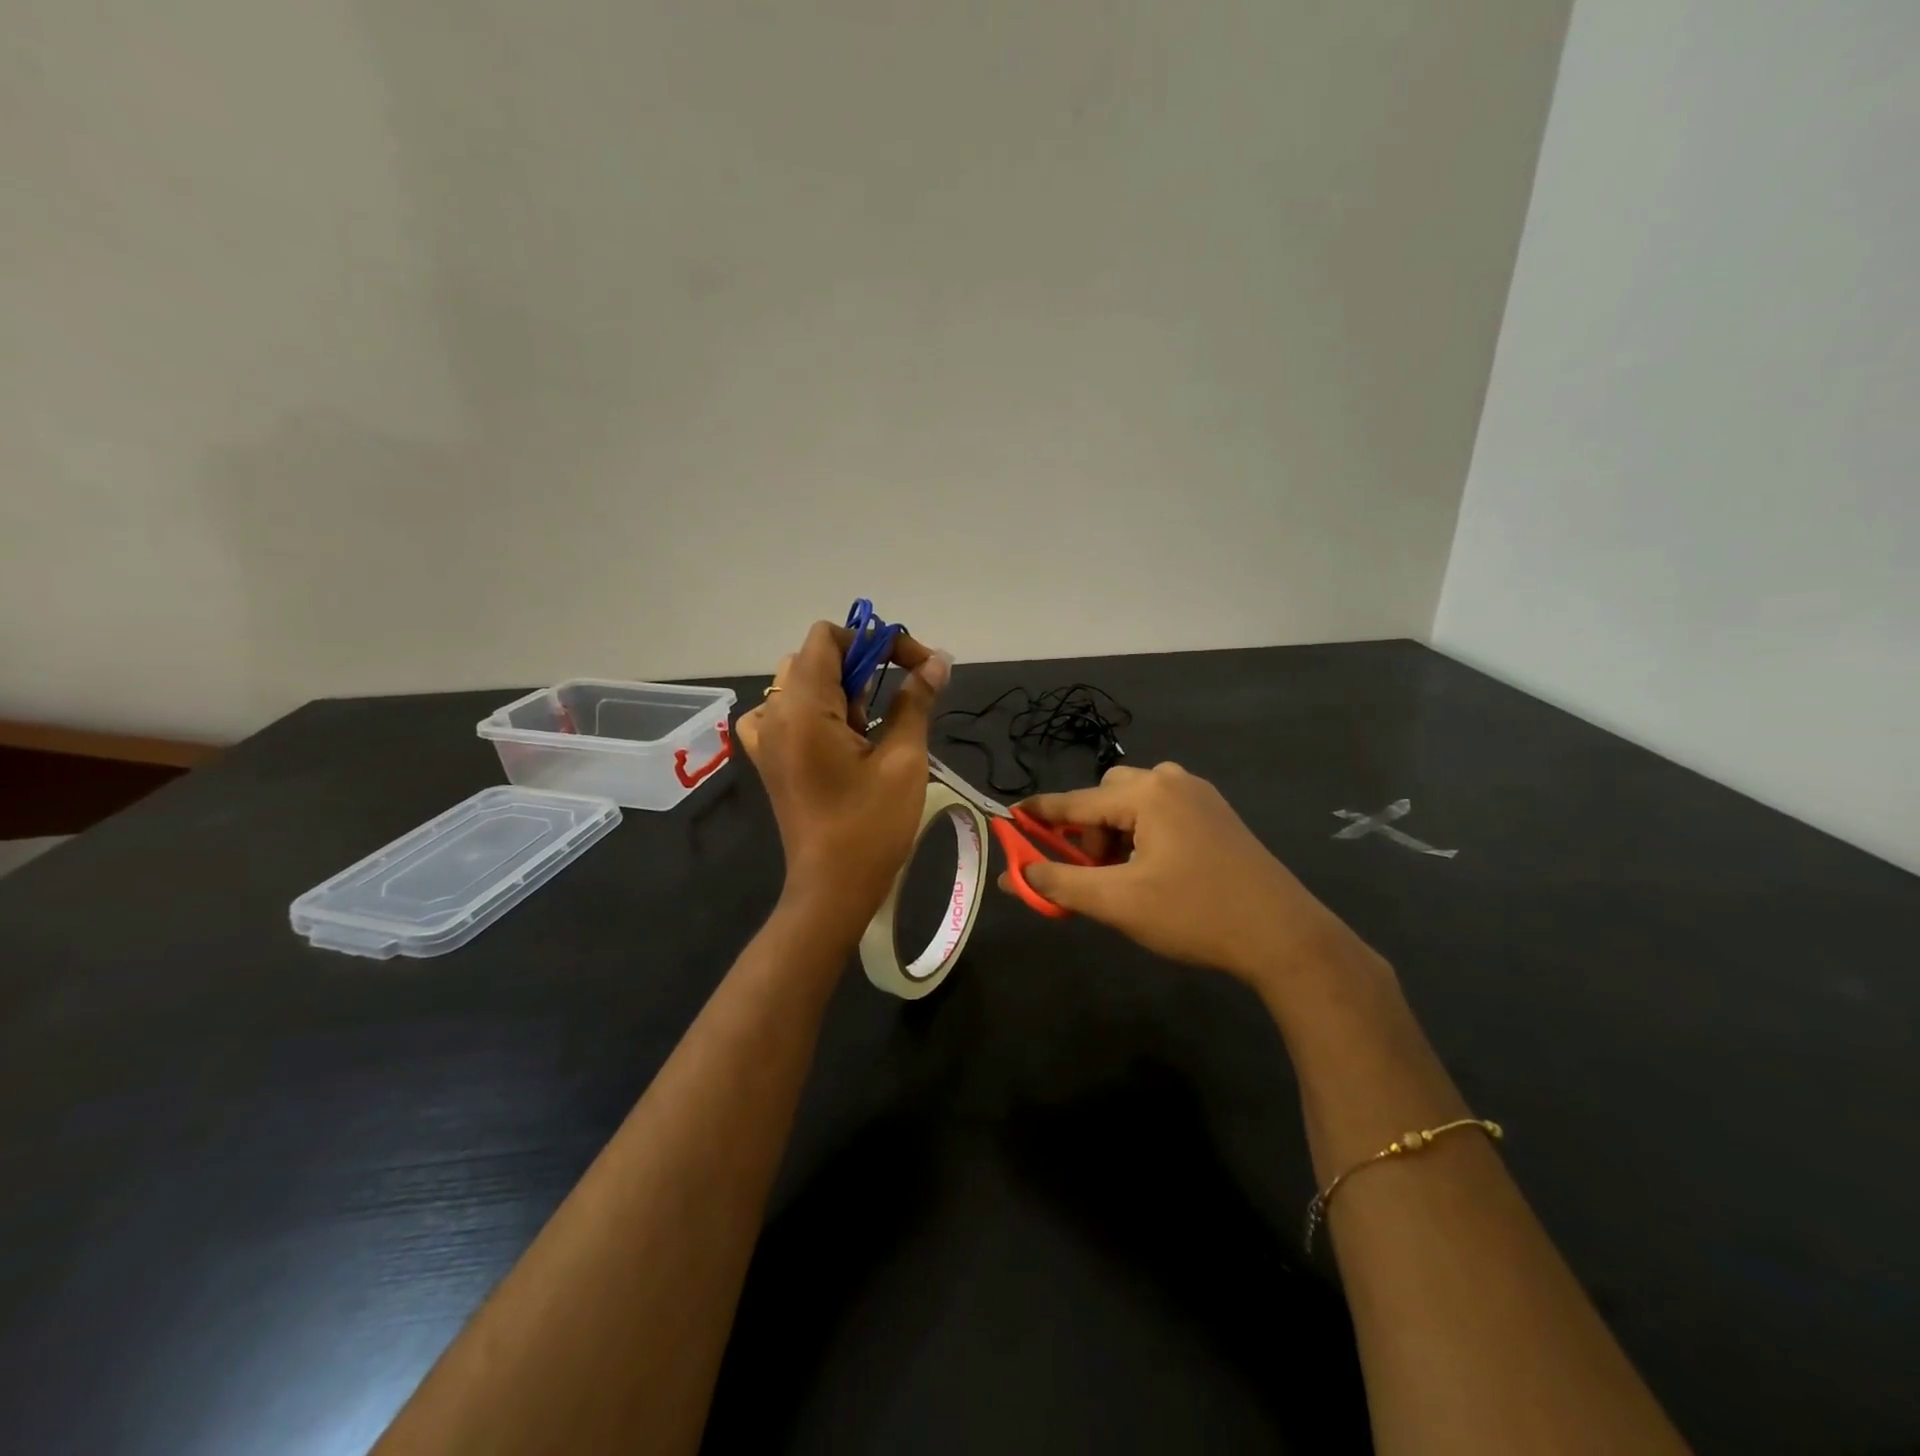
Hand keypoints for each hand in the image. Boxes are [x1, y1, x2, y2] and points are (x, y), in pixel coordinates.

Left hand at [734, 620, 951, 939]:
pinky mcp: (769, 758)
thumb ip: (916, 701)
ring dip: (841, 689)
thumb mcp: (903, 759)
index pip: (828, 638)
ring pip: (801, 682)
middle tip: (896, 700)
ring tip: (870, 726)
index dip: (875, 641)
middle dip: (862, 665)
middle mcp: (773, 713)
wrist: (832, 890)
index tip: (914, 666)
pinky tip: (838, 737)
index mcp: (801, 707)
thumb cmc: (871, 827)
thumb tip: (938, 661)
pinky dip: (816, 710)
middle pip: (815, 657)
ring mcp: (765, 737)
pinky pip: (785, 712)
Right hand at [1009, 763, 1365, 990]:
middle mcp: (1173, 782)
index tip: (1010, 817)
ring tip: (1124, 877)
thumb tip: (1015, 873)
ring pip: (1135, 803)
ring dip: (1116, 833)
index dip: (1040, 813)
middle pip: (1107, 796)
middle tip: (1092, 872)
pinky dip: (1143, 834)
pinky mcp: (1217, 816)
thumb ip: (1060, 883)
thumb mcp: (1118, 902)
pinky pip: (1162, 811)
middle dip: (1088, 830)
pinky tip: (1154, 871)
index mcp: (1147, 794)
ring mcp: (1200, 796)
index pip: (1076, 801)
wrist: (1284, 936)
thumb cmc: (1195, 914)